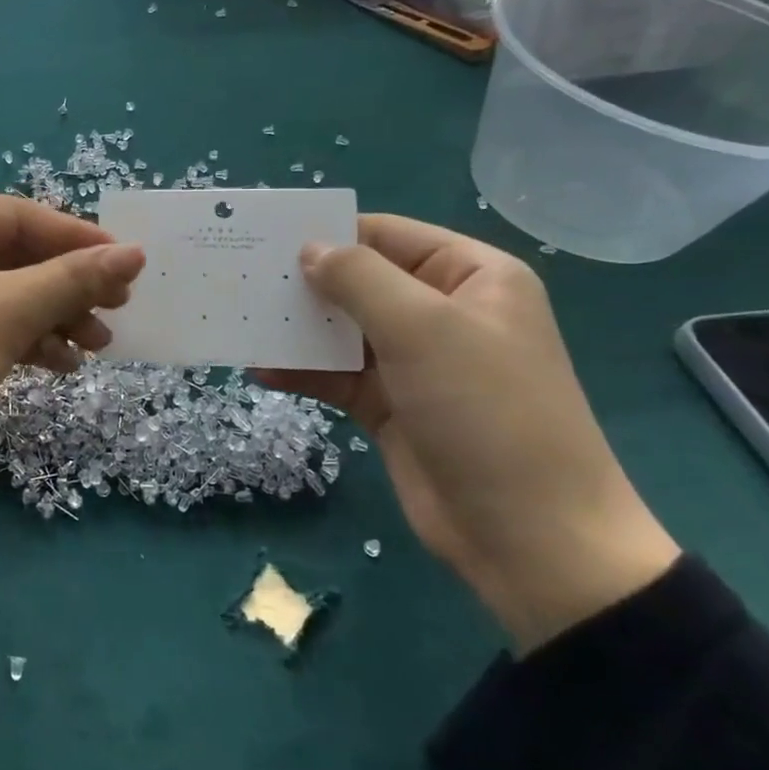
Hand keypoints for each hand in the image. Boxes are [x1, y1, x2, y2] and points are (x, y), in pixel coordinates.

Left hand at [0, 194, 144, 502]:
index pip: (14, 216)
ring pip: (2, 293)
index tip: (131, 263)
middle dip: (65, 285)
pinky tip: (62, 364)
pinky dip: (24, 339)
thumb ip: (70, 280)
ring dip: (52, 316)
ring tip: (98, 345)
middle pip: (10, 255)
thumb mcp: (1, 315)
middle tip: (118, 309)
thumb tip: (134, 253)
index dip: (76, 239)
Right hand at [258, 215, 679, 652]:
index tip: (267, 236)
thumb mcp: (423, 329)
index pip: (388, 236)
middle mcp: (442, 313)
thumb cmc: (485, 411)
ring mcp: (414, 363)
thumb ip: (360, 279)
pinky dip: (301, 372)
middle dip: (304, 282)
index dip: (331, 232)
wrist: (528, 537)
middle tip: (241, 277)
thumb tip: (309, 249)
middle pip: (360, 282)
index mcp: (471, 277)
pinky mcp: (390, 406)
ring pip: (342, 330)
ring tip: (240, 320)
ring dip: (296, 328)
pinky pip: (336, 376)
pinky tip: (258, 369)